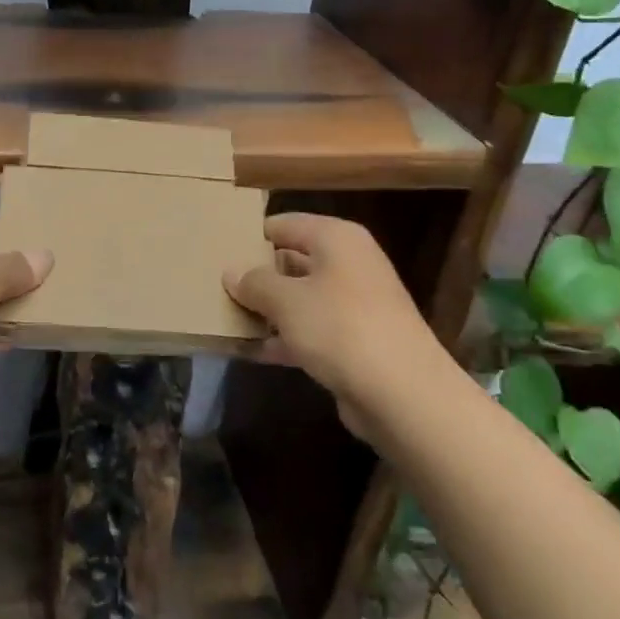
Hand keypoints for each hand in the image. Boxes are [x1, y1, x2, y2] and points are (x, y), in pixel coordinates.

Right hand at [225, 214, 439, 441]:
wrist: (403, 394)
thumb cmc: (340, 327)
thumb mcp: (286, 300)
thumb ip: (254, 283)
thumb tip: (232, 272)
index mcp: (336, 238)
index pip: (283, 224)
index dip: (250, 236)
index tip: (217, 251)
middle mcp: (349, 263)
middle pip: (292, 260)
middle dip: (257, 276)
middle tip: (216, 286)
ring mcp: (355, 304)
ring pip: (300, 298)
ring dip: (267, 310)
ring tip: (225, 317)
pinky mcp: (355, 341)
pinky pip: (310, 330)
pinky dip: (284, 338)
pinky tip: (251, 351)